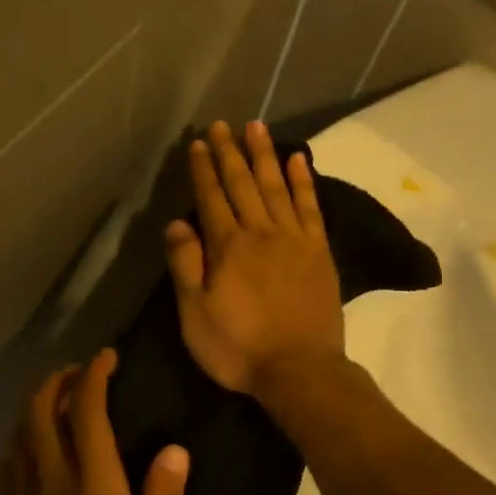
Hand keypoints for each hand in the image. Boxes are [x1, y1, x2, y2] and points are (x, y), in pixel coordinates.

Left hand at [0, 352, 189, 494]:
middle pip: (40, 412)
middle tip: (77, 372)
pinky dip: (19, 443)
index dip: (94, 376)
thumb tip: (174, 448)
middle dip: (56, 380)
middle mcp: (52, 481)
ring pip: (18, 435)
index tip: (106, 357)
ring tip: (54, 402)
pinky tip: (28, 452)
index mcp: (93, 487)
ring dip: (34, 407)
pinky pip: (8, 466)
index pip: (87, 413)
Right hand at [165, 120, 344, 401]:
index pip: (211, 198)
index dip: (203, 169)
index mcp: (228, 247)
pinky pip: (310, 207)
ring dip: (264, 155)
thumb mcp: (195, 315)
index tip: (198, 143)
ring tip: (256, 128)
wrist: (299, 370)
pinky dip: (303, 181)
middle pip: (243, 184)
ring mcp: (294, 240)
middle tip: (222, 124)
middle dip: (230, 152)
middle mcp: (261, 233)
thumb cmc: (238, 348)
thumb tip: (176, 223)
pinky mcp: (319, 252)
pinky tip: (298, 160)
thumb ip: (186, 266)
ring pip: (277, 186)